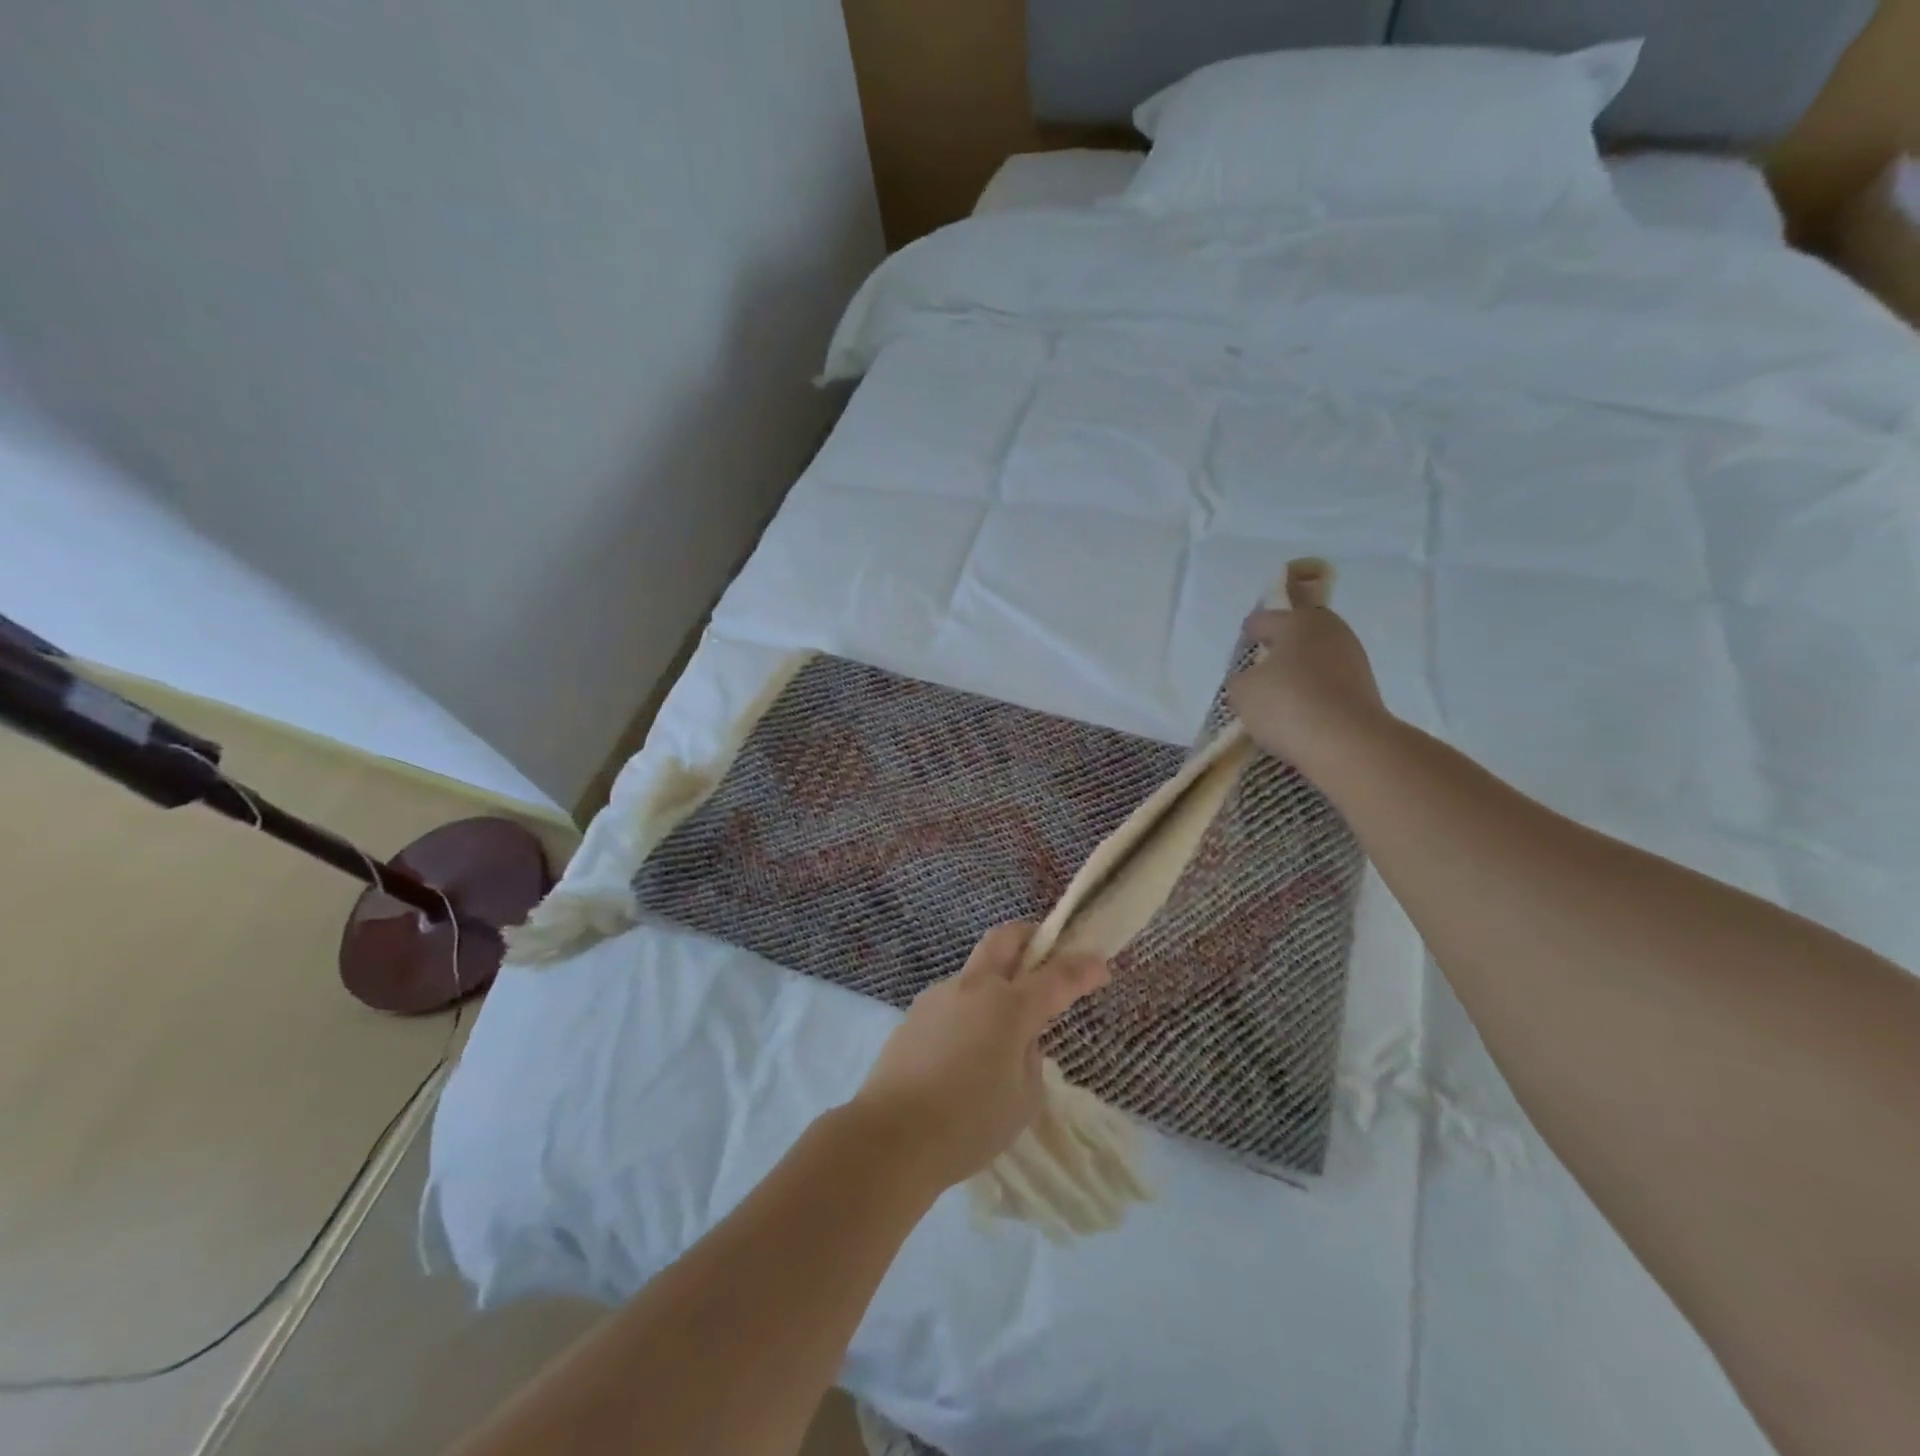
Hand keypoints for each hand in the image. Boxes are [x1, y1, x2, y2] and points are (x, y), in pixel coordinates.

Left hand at [848, 923, 1109, 1192]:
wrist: (891, 1137)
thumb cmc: (968, 1124)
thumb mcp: (1023, 1098)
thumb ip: (1030, 1057)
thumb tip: (1019, 1038)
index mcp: (1007, 1006)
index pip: (1056, 976)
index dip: (1083, 968)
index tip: (1100, 964)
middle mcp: (973, 988)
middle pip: (1004, 939)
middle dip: (1031, 936)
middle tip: (1048, 951)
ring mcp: (939, 996)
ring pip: (976, 970)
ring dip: (998, 979)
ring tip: (1004, 1028)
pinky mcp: (915, 1014)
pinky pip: (954, 999)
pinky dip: (972, 1010)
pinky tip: (968, 1051)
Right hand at [1227, 583, 1391, 773]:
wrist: (1347, 743)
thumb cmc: (1287, 704)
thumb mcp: (1242, 691)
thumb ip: (1240, 679)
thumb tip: (1252, 680)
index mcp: (1299, 621)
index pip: (1263, 620)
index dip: (1248, 635)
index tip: (1240, 655)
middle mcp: (1331, 631)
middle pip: (1295, 637)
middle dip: (1277, 653)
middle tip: (1258, 676)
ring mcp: (1353, 659)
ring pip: (1314, 661)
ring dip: (1298, 675)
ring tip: (1278, 701)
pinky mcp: (1366, 689)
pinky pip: (1328, 685)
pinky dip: (1314, 695)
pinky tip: (1299, 715)